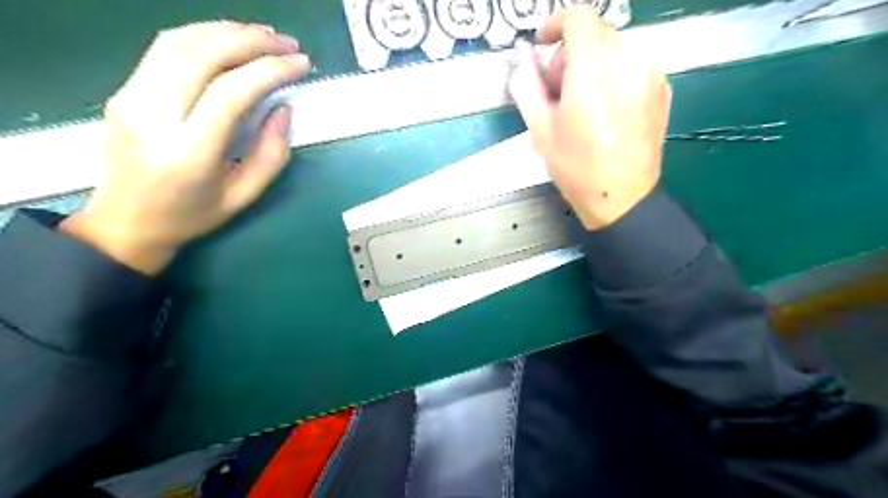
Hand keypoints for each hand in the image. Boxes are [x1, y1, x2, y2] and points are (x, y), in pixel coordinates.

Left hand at [61, 21, 309, 273]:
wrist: (125, 222)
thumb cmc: (192, 215)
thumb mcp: (244, 195)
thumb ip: (272, 154)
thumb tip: (283, 109)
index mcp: (188, 152)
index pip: (232, 91)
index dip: (271, 70)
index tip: (301, 64)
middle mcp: (153, 115)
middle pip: (203, 55)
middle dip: (252, 41)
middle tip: (288, 44)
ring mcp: (131, 97)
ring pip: (180, 41)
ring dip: (228, 31)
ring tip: (265, 36)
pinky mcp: (125, 89)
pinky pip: (165, 48)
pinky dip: (203, 35)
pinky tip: (229, 40)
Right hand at [510, 7, 669, 229]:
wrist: (622, 197)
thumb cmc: (576, 167)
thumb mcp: (539, 128)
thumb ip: (526, 84)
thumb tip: (523, 57)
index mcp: (593, 69)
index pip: (577, 18)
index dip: (554, 25)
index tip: (543, 44)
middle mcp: (628, 60)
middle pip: (594, 34)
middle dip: (569, 54)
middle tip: (557, 91)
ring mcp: (650, 73)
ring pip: (613, 49)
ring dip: (591, 65)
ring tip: (581, 104)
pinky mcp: (662, 87)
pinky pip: (631, 65)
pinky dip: (612, 76)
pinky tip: (604, 110)